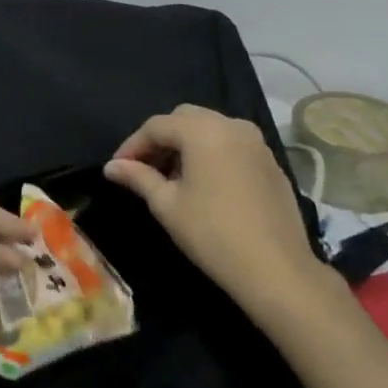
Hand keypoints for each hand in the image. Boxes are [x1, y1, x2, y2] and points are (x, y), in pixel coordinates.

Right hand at [104, 104, 326, 306]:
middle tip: (143, 169)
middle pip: (185, 119)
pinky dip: (212, 154)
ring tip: (172, 177)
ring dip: (186, 145)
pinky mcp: (271, 163)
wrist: (276, 269)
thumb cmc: (212, 233)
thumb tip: (111, 167)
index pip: (156, 126)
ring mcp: (256, 143)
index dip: (132, 145)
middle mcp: (231, 125)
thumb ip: (138, 177)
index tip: (117, 169)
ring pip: (210, 129)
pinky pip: (232, 145)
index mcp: (202, 130)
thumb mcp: (167, 204)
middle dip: (161, 139)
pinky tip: (205, 185)